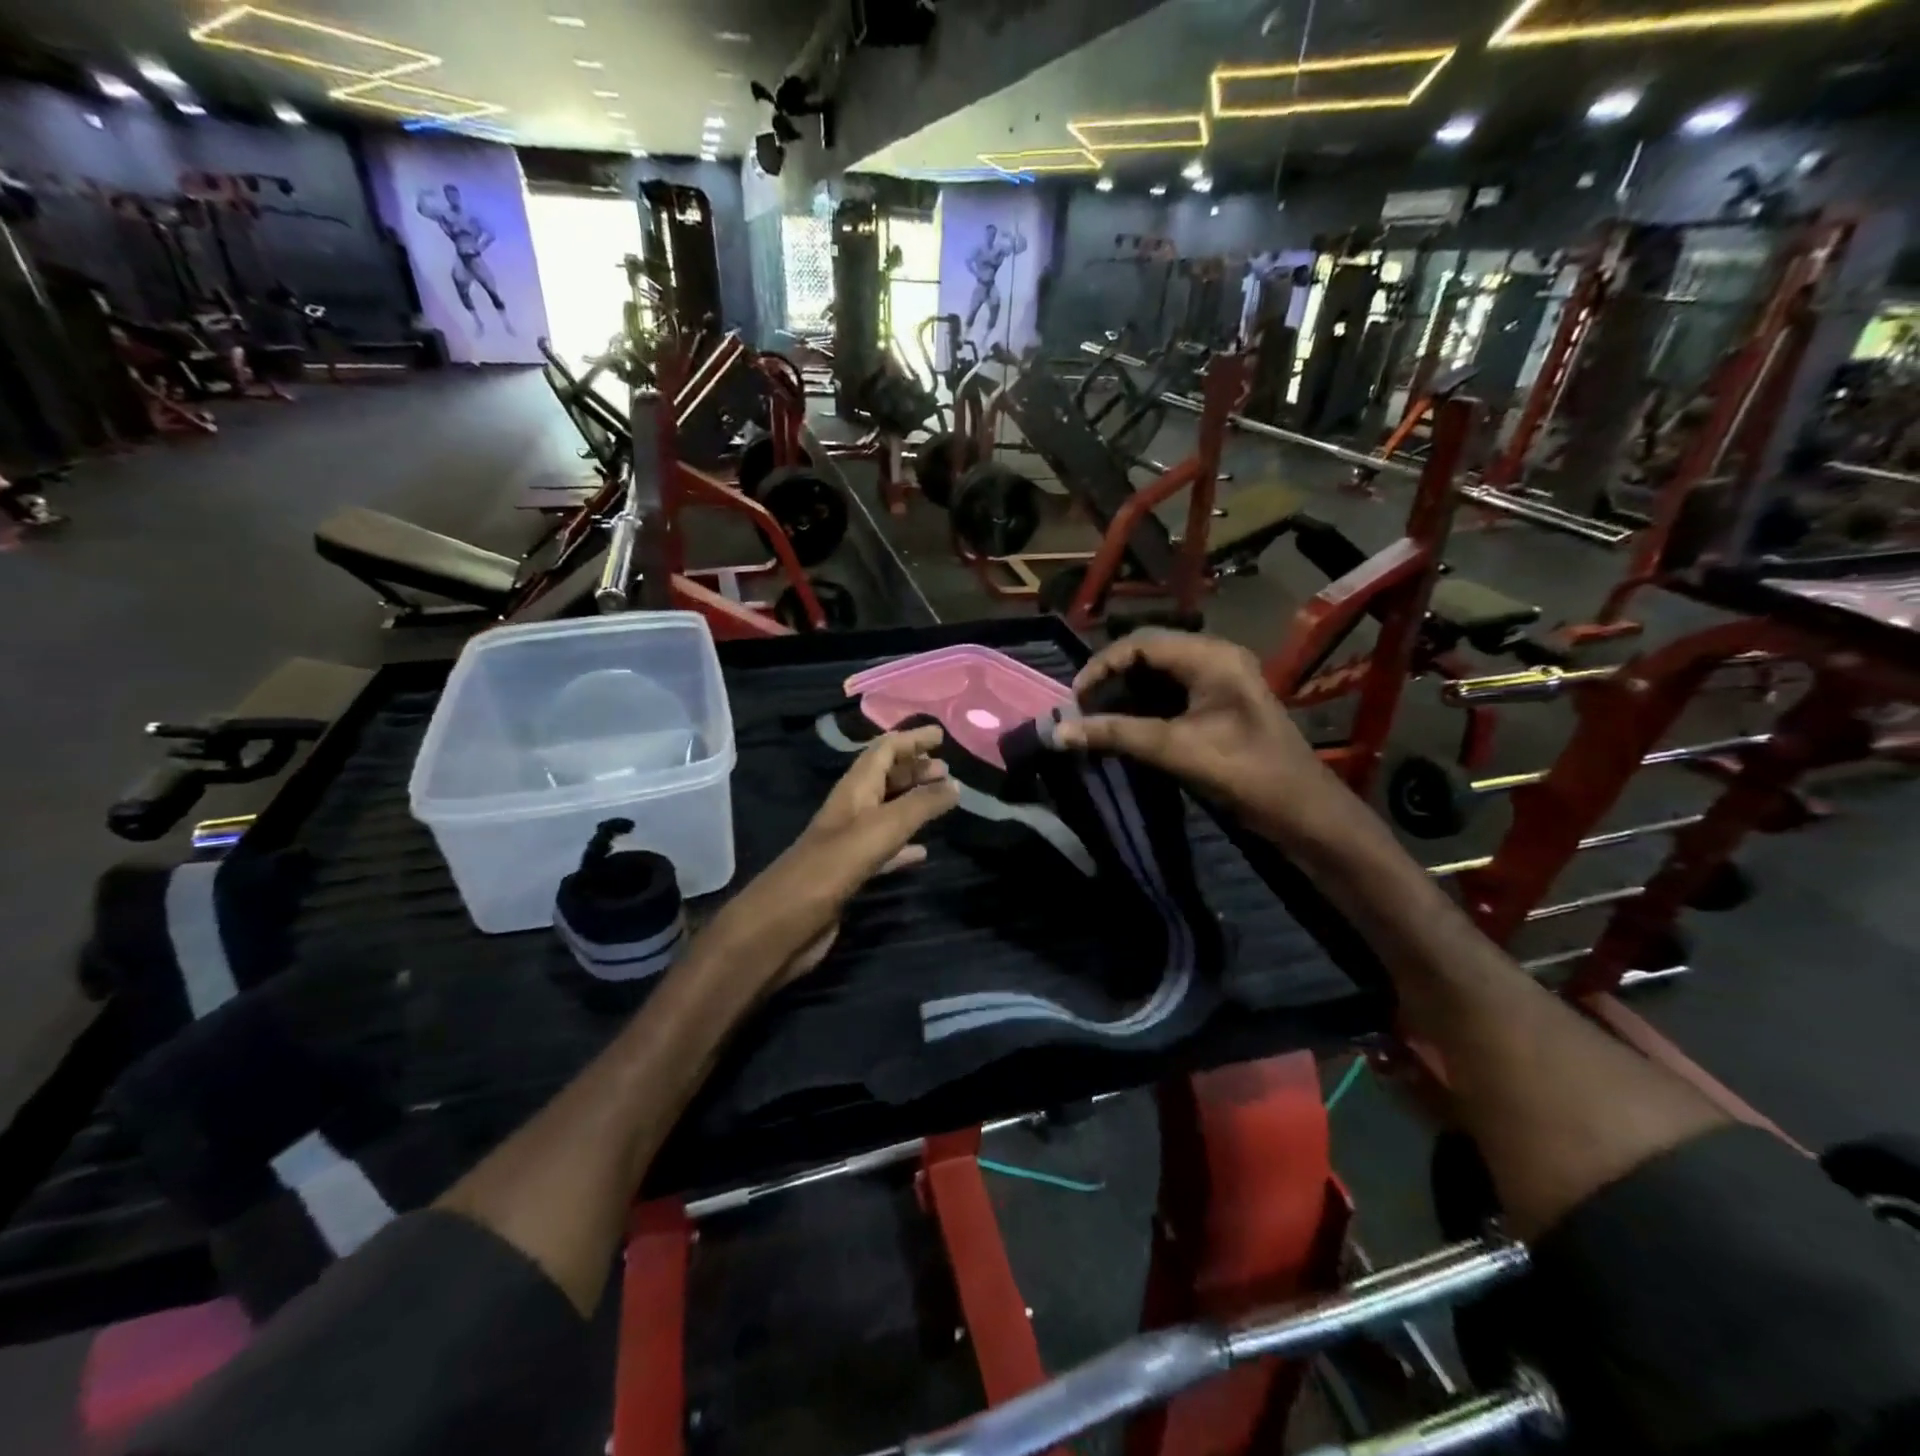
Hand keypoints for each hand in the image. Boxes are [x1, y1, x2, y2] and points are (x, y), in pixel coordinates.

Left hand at [699, 726, 959, 988]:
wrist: (783, 925)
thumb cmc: (831, 868)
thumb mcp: (881, 830)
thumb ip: (920, 806)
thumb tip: (954, 784)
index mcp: (853, 791)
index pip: (883, 750)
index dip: (911, 739)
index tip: (941, 734)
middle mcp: (851, 810)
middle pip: (885, 778)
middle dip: (914, 768)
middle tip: (948, 769)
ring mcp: (849, 843)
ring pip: (887, 812)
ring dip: (913, 802)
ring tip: (943, 801)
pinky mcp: (851, 874)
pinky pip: (885, 850)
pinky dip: (905, 845)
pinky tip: (923, 852)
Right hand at [1052, 632, 1342, 839]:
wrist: (1304, 813)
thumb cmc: (1245, 774)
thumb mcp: (1174, 750)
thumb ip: (1115, 735)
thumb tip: (1058, 733)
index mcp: (1211, 657)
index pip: (1140, 643)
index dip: (1101, 666)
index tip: (1074, 700)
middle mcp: (1215, 657)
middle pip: (1147, 654)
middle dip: (1110, 680)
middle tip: (1081, 711)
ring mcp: (1219, 681)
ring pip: (1157, 675)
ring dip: (1125, 695)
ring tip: (1096, 720)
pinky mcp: (1219, 704)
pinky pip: (1171, 694)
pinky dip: (1143, 708)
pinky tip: (1124, 728)